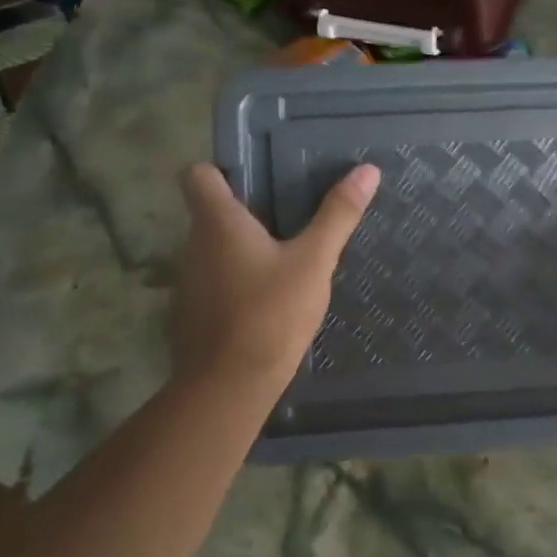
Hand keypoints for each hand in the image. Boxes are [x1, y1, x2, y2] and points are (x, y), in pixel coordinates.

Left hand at [171, 162, 379, 394]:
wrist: (229, 386)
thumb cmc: (271, 313)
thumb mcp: (314, 261)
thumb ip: (338, 215)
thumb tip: (367, 170)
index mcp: (217, 222)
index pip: (198, 174)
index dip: (223, 171)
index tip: (257, 179)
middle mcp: (194, 245)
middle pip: (212, 213)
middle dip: (247, 212)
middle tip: (292, 216)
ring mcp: (189, 282)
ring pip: (214, 250)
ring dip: (244, 249)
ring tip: (286, 259)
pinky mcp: (192, 314)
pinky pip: (215, 282)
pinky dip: (237, 282)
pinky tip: (269, 299)